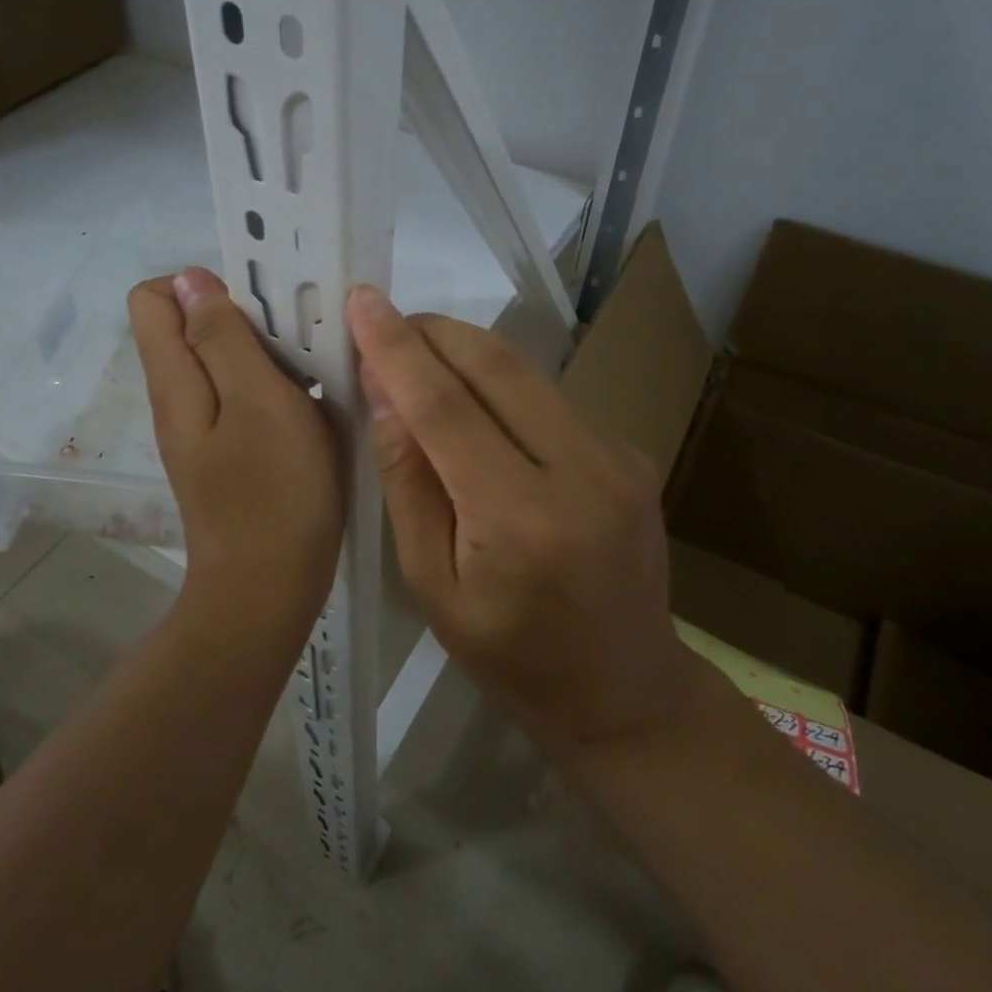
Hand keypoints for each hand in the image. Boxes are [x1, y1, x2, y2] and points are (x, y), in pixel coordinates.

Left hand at [129, 268, 343, 611]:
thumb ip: (221, 339)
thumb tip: (189, 279)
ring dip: (266, 352)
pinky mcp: (231, 451)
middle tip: (298, 337)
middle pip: (192, 327)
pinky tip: (313, 404)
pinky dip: (275, 387)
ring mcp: (205, 428)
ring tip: (314, 367)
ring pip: (225, 362)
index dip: (200, 285)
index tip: (256, 305)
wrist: (269, 589)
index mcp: (175, 380)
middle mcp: (180, 398)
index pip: (154, 298)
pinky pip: (245, 398)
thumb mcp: (256, 403)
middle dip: (243, 316)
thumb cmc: (272, 493)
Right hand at [346, 285, 687, 750]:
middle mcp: (580, 470)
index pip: (444, 406)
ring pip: (525, 372)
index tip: (361, 299)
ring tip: (417, 360)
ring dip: (464, 353)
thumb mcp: (431, 583)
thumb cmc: (509, 656)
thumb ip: (407, 481)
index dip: (396, 347)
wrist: (626, 692)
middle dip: (432, 332)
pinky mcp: (630, 451)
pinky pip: (549, 398)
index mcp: (519, 518)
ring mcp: (617, 455)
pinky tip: (475, 409)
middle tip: (385, 324)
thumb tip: (383, 391)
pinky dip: (500, 386)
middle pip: (495, 365)